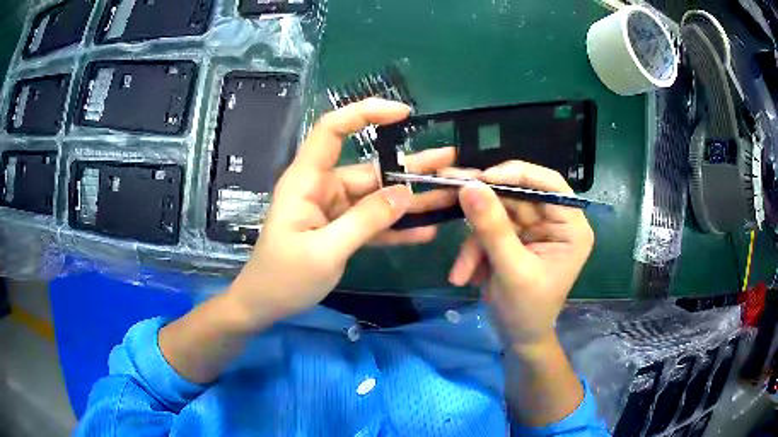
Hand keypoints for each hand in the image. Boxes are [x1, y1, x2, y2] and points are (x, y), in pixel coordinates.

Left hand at [227, 98, 455, 326]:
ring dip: (411, 199)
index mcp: (308, 180)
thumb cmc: (284, 277)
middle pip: (370, 168)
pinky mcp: (341, 228)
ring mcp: (334, 208)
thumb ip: (365, 221)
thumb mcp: (324, 252)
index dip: (365, 113)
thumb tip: (405, 194)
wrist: (265, 304)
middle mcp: (323, 187)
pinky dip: (396, 227)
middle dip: (411, 166)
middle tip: (451, 162)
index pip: (333, 130)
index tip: (403, 113)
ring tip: (449, 196)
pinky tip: (425, 231)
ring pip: (377, 196)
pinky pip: (373, 221)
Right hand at [447, 161, 594, 347]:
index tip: (482, 178)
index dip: (517, 174)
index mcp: (571, 227)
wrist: (519, 338)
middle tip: (451, 197)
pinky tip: (467, 276)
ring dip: (475, 243)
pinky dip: (474, 252)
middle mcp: (554, 221)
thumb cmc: (527, 310)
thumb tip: (469, 186)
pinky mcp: (514, 238)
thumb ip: (492, 228)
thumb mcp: (511, 270)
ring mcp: (533, 229)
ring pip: (497, 214)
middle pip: (518, 196)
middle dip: (484, 210)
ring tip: (462, 274)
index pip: (549, 184)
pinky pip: (489, 231)